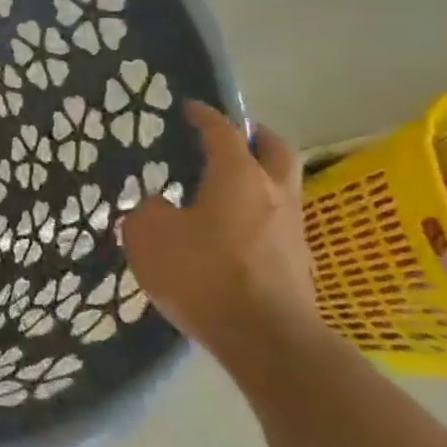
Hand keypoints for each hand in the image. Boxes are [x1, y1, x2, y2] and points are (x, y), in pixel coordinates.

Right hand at [117, 101, 322, 377]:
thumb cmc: (202, 273)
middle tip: (229, 136)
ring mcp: (293, 229)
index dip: (205, 116)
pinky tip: (231, 231)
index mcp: (237, 177)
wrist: (265, 338)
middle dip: (253, 136)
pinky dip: (257, 213)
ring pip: (282, 185)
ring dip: (259, 176)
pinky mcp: (298, 262)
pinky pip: (277, 221)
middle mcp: (274, 193)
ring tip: (225, 186)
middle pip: (274, 148)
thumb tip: (159, 206)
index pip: (222, 132)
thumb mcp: (149, 236)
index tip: (190, 108)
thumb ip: (148, 212)